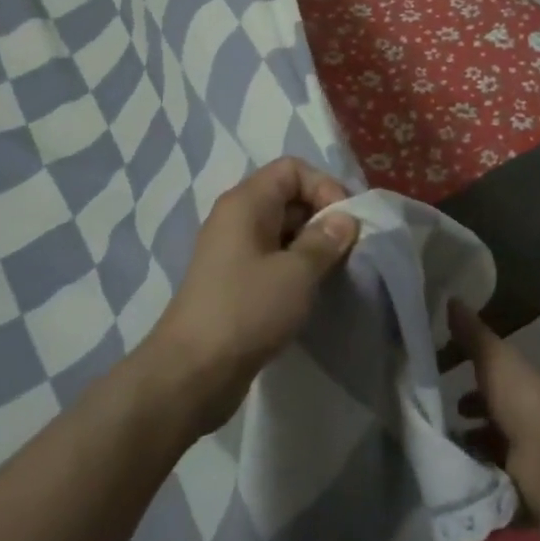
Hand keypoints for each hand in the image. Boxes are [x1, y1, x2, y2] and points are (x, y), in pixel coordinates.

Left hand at [144, 158, 359, 435]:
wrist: (192, 372)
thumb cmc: (247, 310)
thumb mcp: (296, 273)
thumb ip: (325, 240)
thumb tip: (345, 218)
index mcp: (246, 202)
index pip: (292, 169)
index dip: (324, 186)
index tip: (345, 223)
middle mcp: (236, 217)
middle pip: (288, 196)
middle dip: (321, 217)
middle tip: (347, 250)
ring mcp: (232, 250)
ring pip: (282, 230)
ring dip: (311, 246)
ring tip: (333, 273)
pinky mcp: (233, 281)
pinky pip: (271, 258)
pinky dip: (294, 267)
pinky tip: (311, 292)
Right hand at [450, 300, 539, 508]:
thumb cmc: (524, 400)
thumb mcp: (494, 359)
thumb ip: (472, 334)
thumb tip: (450, 297)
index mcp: (525, 386)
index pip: (496, 376)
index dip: (471, 374)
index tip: (441, 375)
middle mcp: (530, 420)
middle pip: (495, 415)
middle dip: (469, 415)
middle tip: (437, 417)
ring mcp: (531, 460)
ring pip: (494, 450)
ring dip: (470, 449)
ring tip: (442, 449)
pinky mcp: (527, 495)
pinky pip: (495, 485)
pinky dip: (477, 482)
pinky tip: (455, 479)